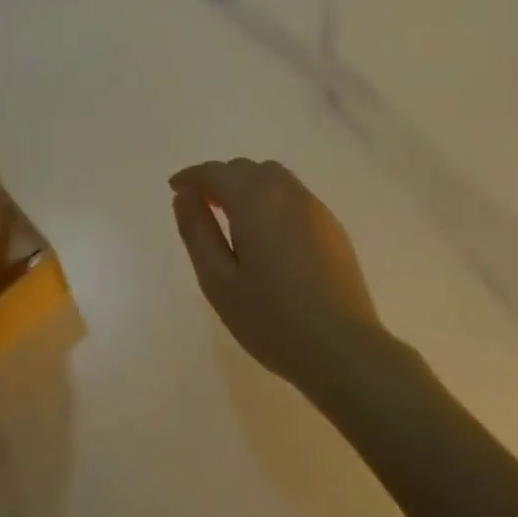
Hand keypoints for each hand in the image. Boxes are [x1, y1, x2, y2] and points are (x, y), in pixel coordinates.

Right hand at [168, 159, 383, 390]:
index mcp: (255, 201)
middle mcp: (287, 193)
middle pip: (246, 168)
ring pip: (273, 177)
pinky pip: (293, 195)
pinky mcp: (332, 226)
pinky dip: (270, 198)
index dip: (192, 176)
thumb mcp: (218, 280)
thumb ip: (197, 231)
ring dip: (247, 185)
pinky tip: (266, 232)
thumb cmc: (270, 319)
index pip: (216, 172)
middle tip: (200, 205)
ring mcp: (314, 207)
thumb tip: (185, 195)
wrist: (342, 348)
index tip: (175, 188)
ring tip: (231, 215)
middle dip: (219, 179)